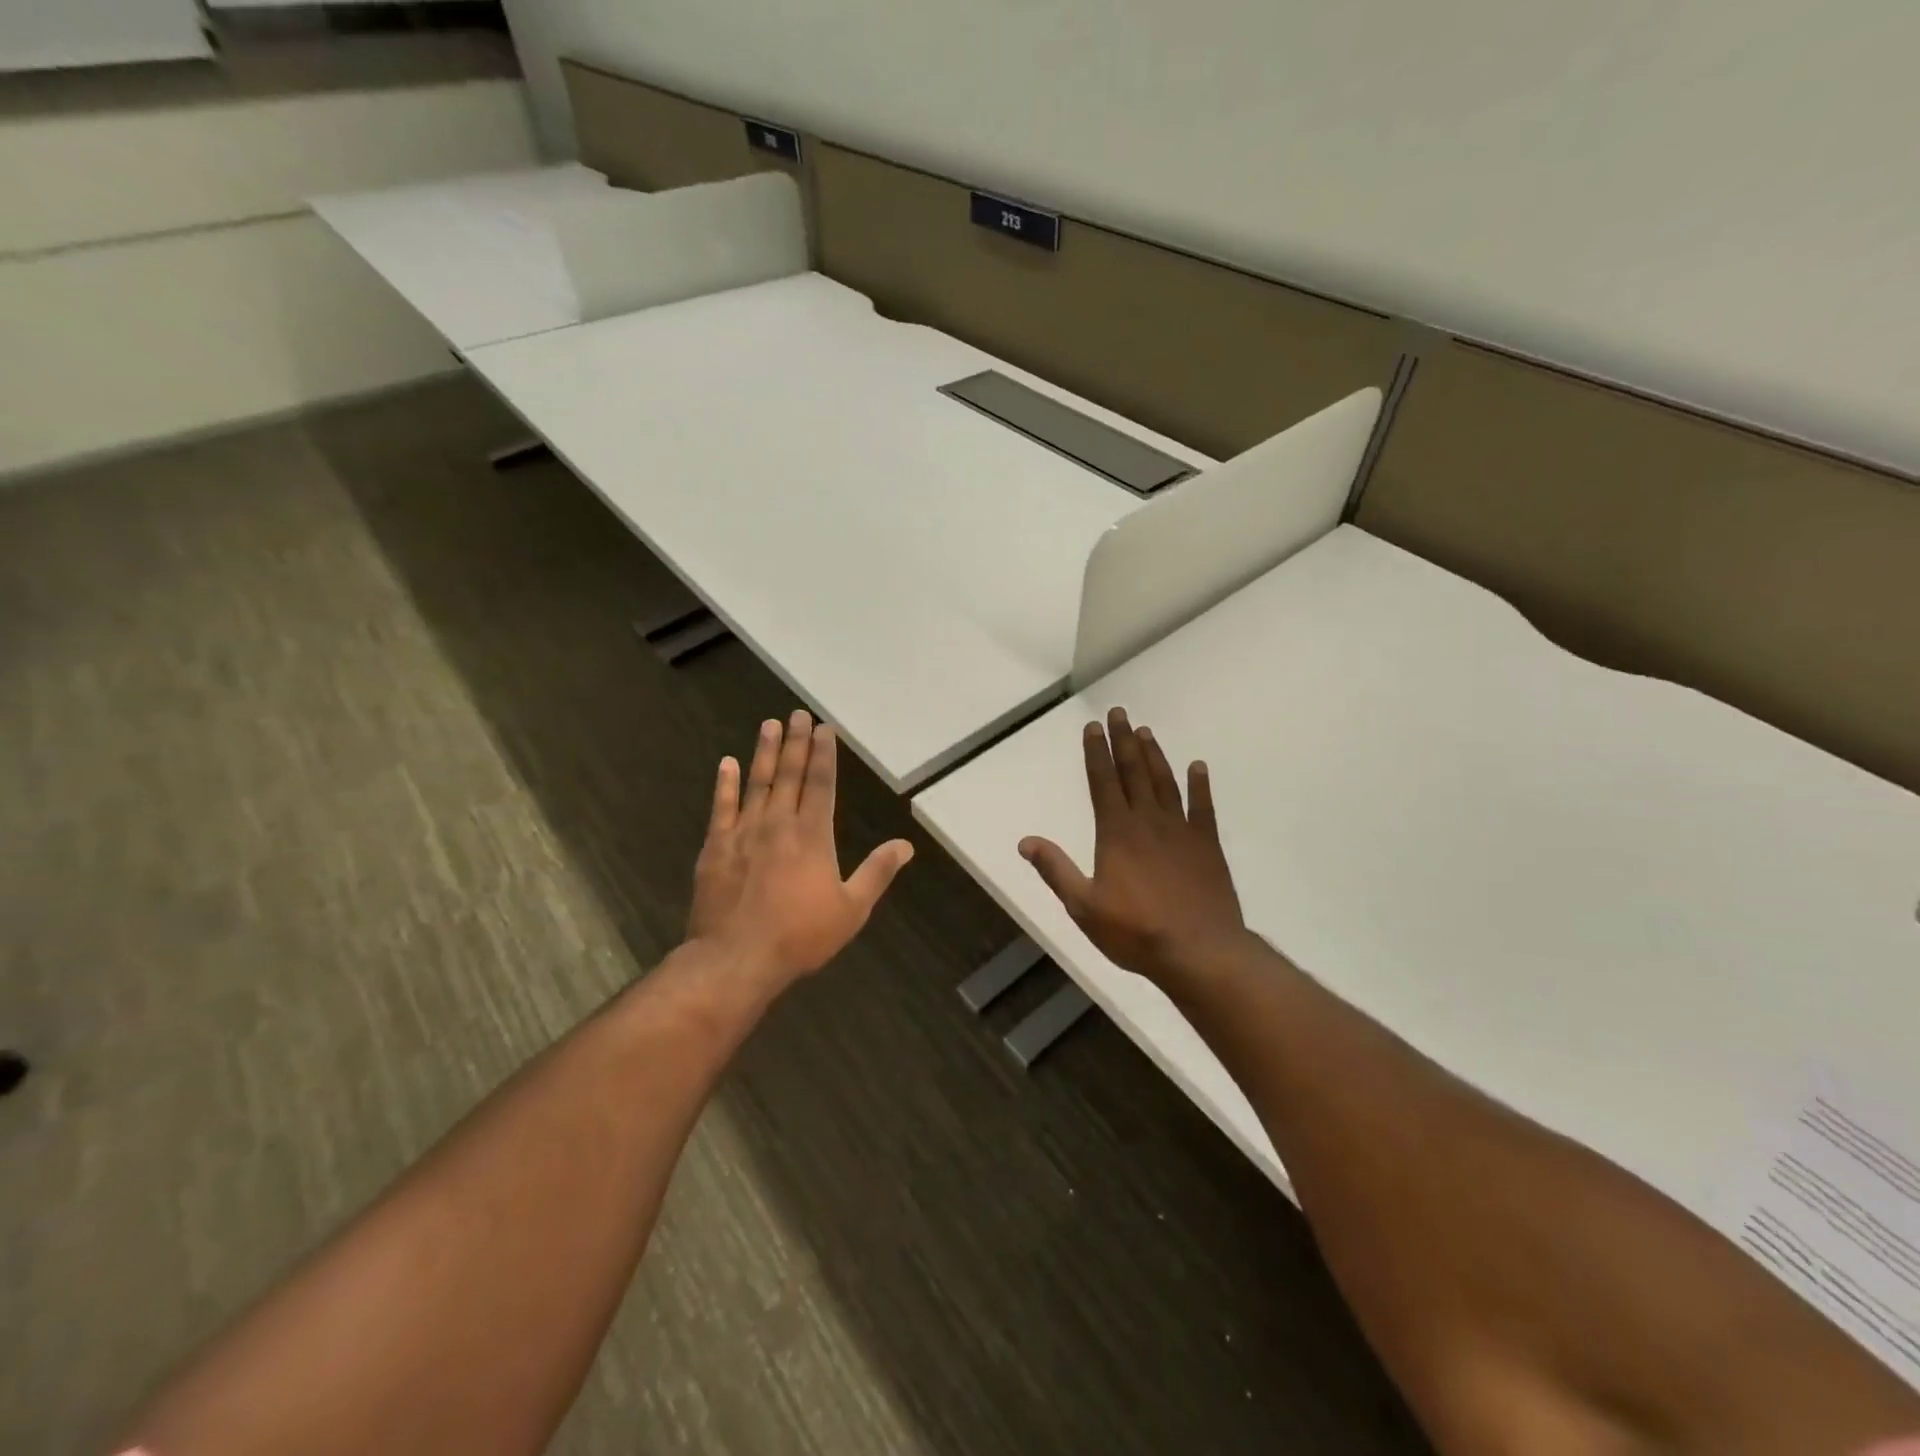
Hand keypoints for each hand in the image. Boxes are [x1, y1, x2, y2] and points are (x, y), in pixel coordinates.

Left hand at [688, 710, 913, 986]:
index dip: (824, 754)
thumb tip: (906, 845)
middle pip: (790, 774)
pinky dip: (724, 784)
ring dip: (764, 752)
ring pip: (757, 783)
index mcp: (813, 836)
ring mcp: (744, 832)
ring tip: (769, 725)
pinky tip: (726, 763)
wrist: (737, 958)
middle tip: (797, 714)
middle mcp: (779, 824)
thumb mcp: (852, 909)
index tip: (824, 729)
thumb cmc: (800, 936)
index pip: (821, 784)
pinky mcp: (716, 846)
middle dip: (796, 743)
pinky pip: (721, 807)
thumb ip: (877, 872)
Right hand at [1019, 707, 1244, 983]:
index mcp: (1116, 832)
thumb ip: (1055, 870)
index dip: (1096, 753)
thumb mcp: (1083, 906)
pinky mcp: (1207, 845)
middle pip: (1133, 772)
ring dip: (1154, 755)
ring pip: (1165, 783)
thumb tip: (1025, 841)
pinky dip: (1200, 786)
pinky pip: (1203, 808)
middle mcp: (1148, 821)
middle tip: (1119, 712)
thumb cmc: (1135, 931)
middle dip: (1123, 741)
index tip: (1093, 727)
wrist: (1199, 951)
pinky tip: (1198, 767)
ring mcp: (1181, 831)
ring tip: (1146, 731)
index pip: (1103, 782)